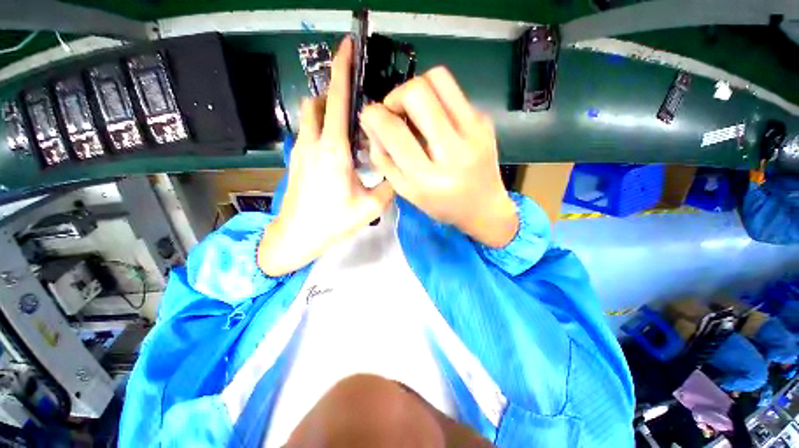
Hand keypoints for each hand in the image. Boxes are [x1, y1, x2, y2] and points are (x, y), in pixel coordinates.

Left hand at [258, 38, 393, 275]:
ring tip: (349, 133)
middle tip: (356, 111)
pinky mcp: (295, 159)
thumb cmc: (332, 222)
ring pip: (310, 116)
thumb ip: (389, 187)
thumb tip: (398, 173)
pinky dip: (322, 130)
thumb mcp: (370, 207)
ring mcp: (299, 150)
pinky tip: (338, 153)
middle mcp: (313, 143)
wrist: (296, 237)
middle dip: (334, 95)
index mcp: (334, 151)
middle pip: (318, 101)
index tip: (347, 46)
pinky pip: (308, 133)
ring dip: (327, 112)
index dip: (342, 69)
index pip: (336, 99)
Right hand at [360, 67, 516, 247]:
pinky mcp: (485, 121)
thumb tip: (371, 121)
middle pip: (417, 92)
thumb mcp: (406, 191)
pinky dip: (436, 100)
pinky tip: (437, 121)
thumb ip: (383, 158)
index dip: (374, 114)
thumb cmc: (441, 204)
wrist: (484, 206)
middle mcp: (453, 151)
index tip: (371, 115)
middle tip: (396, 112)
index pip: (394, 131)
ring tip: (415, 111)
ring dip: (418, 88)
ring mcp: (474, 132)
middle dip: (396, 95)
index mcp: (428, 178)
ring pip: (438, 78)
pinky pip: (453, 92)